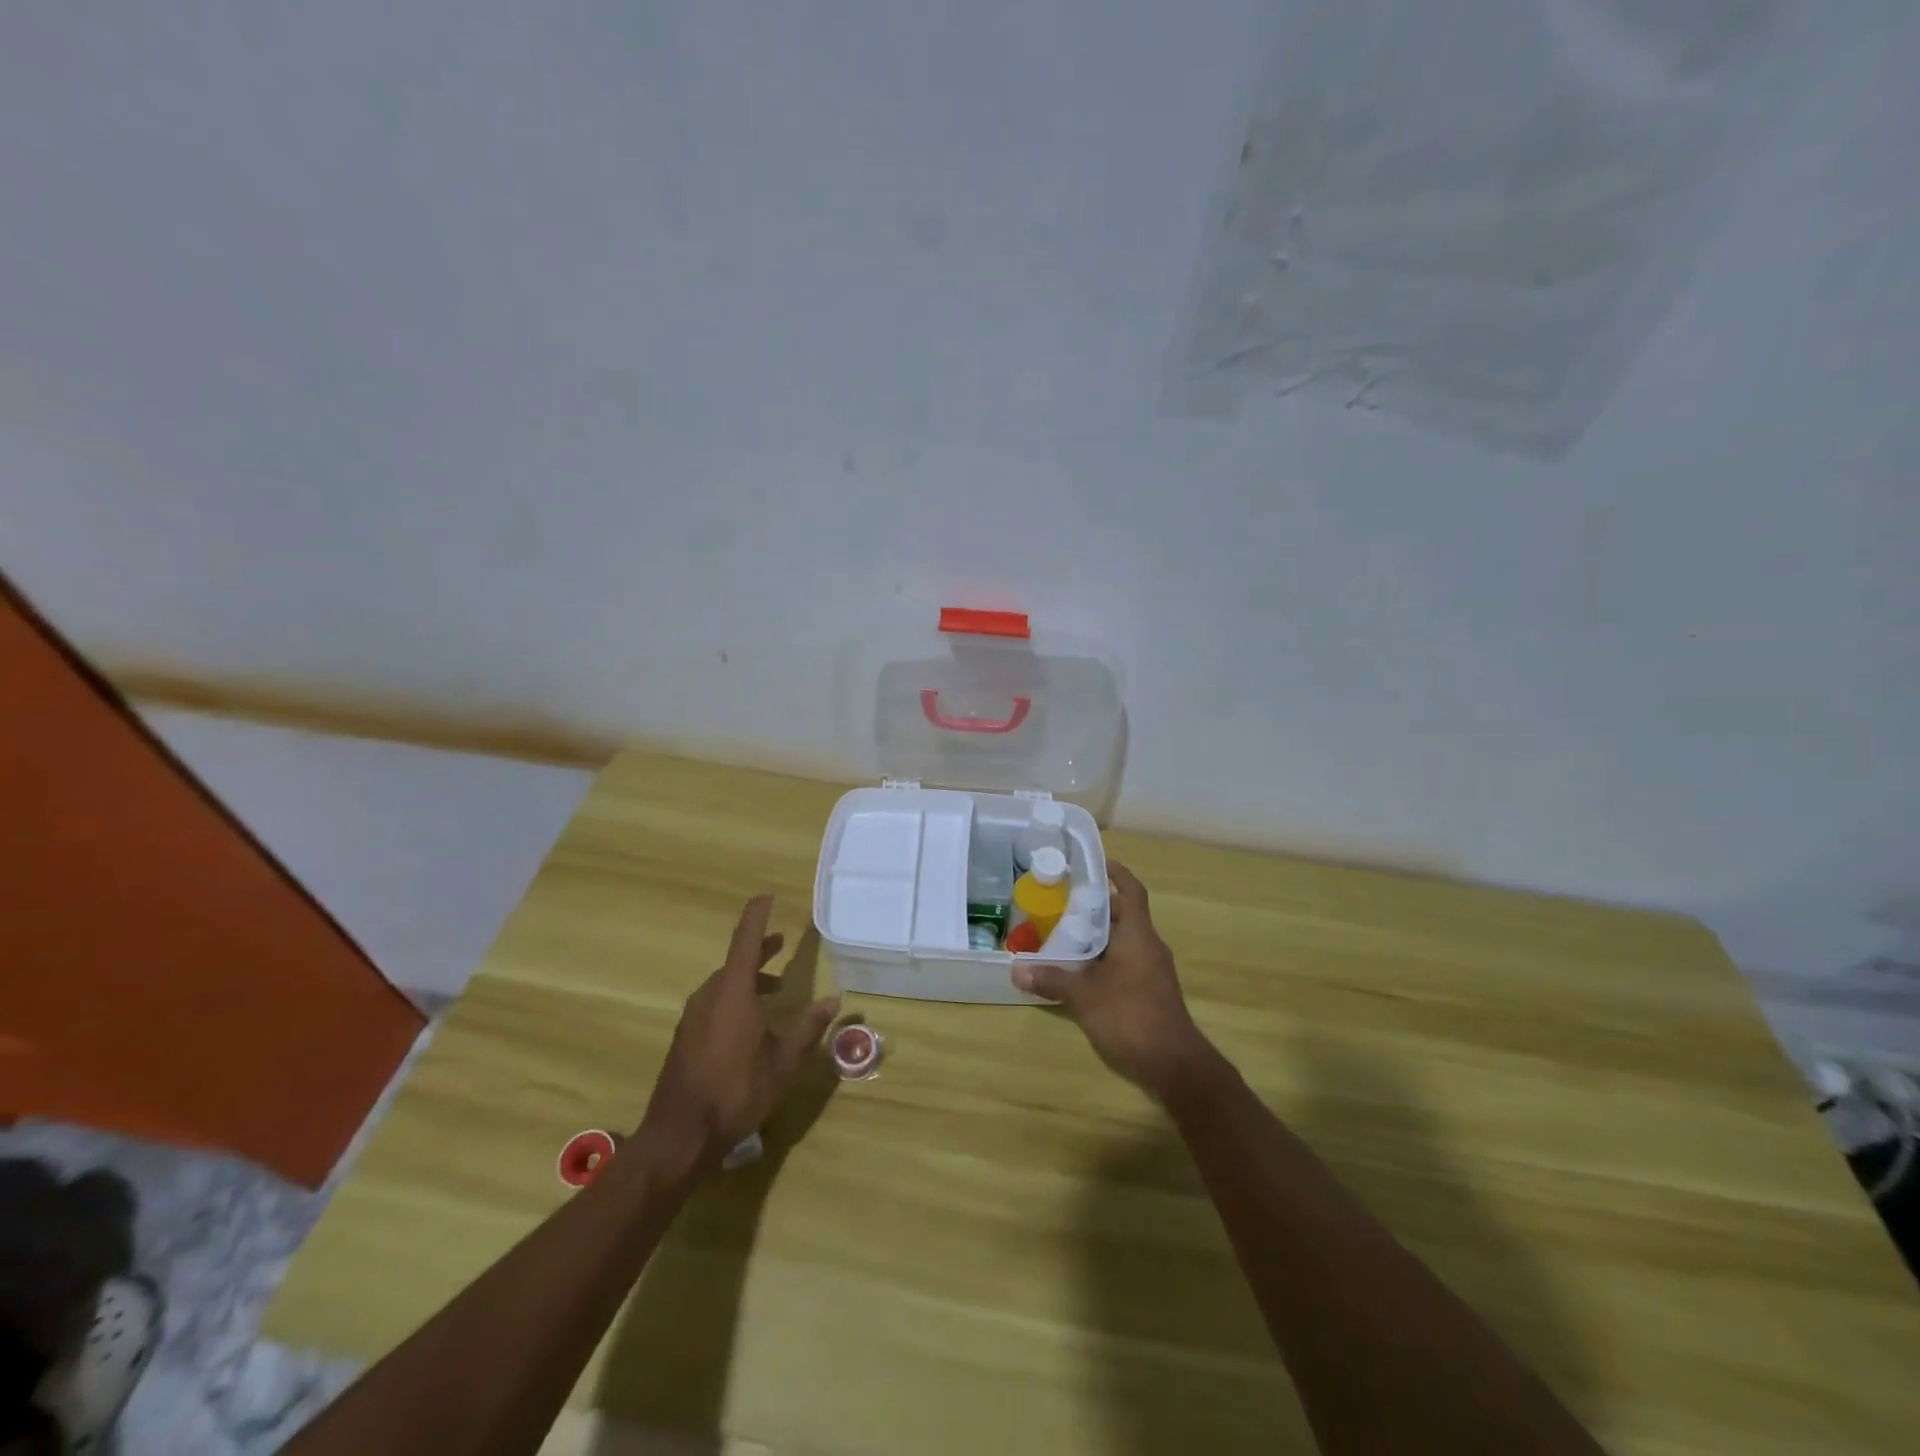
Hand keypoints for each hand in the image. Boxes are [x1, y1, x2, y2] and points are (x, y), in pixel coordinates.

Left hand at [638, 895, 838, 1169]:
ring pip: (724, 984)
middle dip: (759, 951)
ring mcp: (693, 1017)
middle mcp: (710, 996)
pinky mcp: (686, 1037)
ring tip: (774, 991)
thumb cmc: (737, 1092)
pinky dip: (735, 999)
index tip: (767, 896)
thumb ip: (808, 1029)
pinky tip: (750, 1025)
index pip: (746, 940)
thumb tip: (834, 1002)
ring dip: (748, 979)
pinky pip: (714, 1003)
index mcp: (733, 993)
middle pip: (735, 962)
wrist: (680, 1135)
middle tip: (780, 944)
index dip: (757, 916)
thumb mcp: (783, 1062)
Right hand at [1011, 863, 1211, 1101]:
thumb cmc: (1130, 1016)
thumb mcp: (1084, 996)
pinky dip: (1105, 960)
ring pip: (1124, 941)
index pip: (1132, 891)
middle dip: (1097, 907)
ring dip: (1099, 936)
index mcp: (1138, 935)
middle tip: (1064, 903)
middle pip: (1124, 916)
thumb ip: (1052, 980)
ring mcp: (1153, 972)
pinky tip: (1081, 973)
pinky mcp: (1151, 993)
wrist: (1174, 1066)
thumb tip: (1016, 970)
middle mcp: (1149, 947)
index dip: (1117, 874)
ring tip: (1065, 934)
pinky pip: (1126, 963)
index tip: (1097, 863)